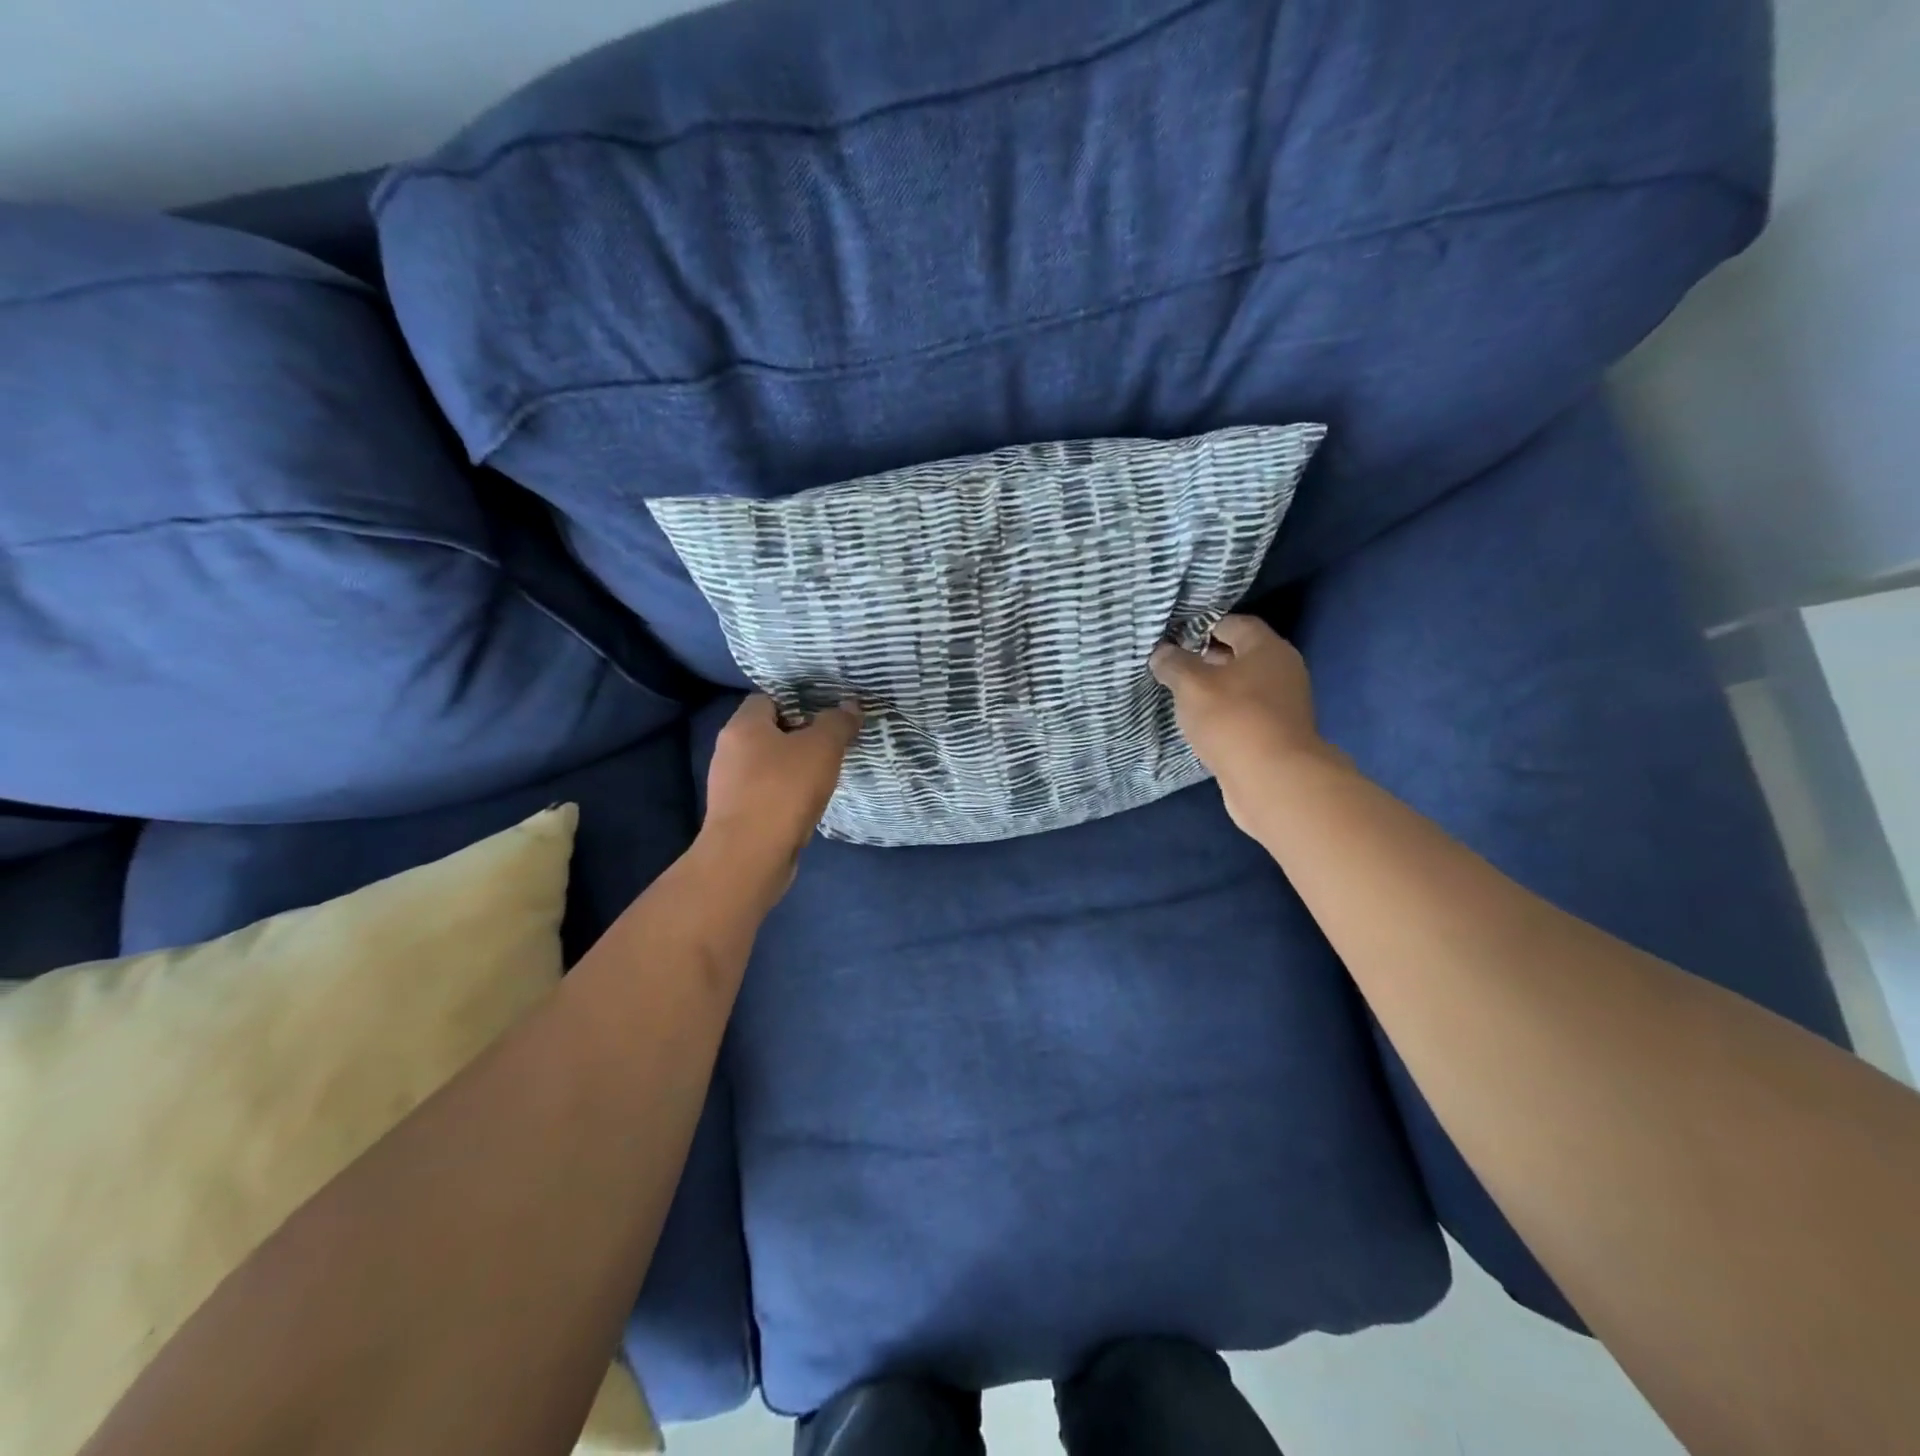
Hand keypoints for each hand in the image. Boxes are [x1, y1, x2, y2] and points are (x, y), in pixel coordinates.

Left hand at [702, 694, 860, 882]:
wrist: (750, 856)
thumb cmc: (784, 790)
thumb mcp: (822, 748)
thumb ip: (837, 723)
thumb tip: (850, 706)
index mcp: (742, 725)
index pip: (767, 698)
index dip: (797, 701)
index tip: (826, 714)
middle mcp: (728, 750)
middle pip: (768, 732)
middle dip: (799, 736)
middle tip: (831, 744)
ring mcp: (729, 785)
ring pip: (766, 765)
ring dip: (793, 768)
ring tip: (824, 775)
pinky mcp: (736, 814)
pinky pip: (765, 793)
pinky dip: (785, 794)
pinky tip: (807, 804)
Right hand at [1150, 615, 1347, 834]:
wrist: (1272, 779)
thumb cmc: (1232, 719)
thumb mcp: (1191, 684)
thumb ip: (1174, 664)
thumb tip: (1162, 652)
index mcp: (1267, 648)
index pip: (1234, 623)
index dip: (1203, 626)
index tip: (1174, 637)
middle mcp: (1282, 671)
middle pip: (1240, 655)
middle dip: (1207, 658)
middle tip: (1173, 666)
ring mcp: (1283, 705)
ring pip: (1242, 687)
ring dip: (1214, 690)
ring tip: (1181, 696)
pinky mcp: (1277, 735)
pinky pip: (1245, 714)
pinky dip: (1224, 715)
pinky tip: (1200, 724)